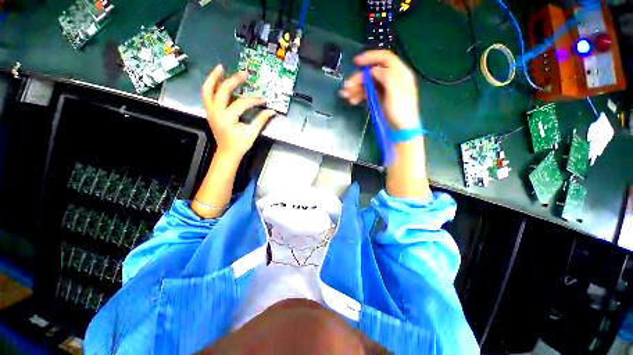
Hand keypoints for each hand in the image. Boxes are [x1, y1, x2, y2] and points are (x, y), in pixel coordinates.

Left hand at [202, 64, 275, 158]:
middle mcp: (216, 112)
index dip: (254, 100)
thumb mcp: (252, 133)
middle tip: (244, 73)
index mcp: (226, 118)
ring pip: (207, 90)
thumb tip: (271, 111)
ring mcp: (210, 111)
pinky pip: (207, 95)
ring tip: (221, 68)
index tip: (263, 100)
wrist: (227, 153)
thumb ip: (261, 120)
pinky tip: (217, 81)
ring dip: (214, 78)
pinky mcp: (210, 112)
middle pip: (222, 91)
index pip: (241, 103)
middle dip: (234, 81)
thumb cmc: (239, 145)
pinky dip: (211, 86)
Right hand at [339, 50, 419, 129]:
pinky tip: (352, 100)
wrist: (400, 129)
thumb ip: (387, 77)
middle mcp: (390, 79)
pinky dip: (358, 95)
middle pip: (372, 72)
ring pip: (367, 83)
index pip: (385, 58)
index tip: (356, 62)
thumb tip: (374, 69)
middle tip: (347, 86)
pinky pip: (365, 93)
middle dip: (358, 78)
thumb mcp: (396, 93)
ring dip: (355, 88)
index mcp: (399, 73)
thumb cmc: (401, 112)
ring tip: (346, 95)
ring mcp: (383, 89)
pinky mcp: (377, 98)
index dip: (370, 57)